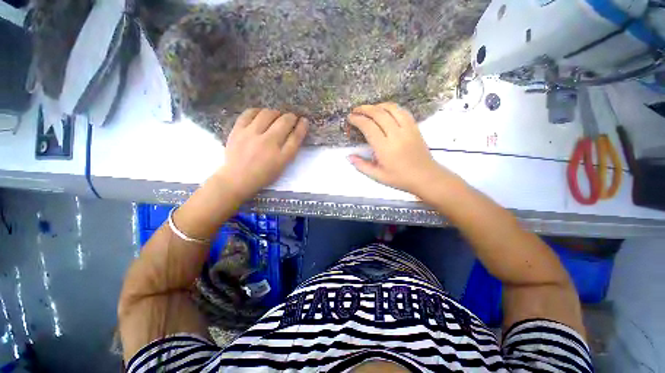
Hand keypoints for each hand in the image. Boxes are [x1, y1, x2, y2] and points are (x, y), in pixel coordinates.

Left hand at [215, 108, 307, 200]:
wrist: (237, 179)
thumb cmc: (263, 175)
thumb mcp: (281, 166)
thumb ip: (289, 150)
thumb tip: (294, 131)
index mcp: (281, 156)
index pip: (296, 136)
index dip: (302, 126)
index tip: (304, 120)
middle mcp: (268, 143)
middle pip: (284, 122)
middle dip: (291, 117)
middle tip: (291, 118)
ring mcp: (251, 135)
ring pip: (268, 114)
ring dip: (276, 113)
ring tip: (276, 117)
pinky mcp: (238, 130)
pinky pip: (249, 113)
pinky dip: (258, 111)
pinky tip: (260, 115)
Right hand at [348, 103, 453, 196]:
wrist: (425, 177)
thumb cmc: (400, 178)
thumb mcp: (378, 176)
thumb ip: (362, 165)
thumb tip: (349, 157)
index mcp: (385, 148)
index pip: (368, 126)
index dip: (357, 119)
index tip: (350, 118)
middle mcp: (396, 135)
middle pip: (378, 114)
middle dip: (364, 109)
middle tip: (356, 110)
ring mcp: (407, 129)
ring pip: (391, 109)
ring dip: (378, 106)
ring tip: (369, 109)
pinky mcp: (415, 127)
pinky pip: (402, 112)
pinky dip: (391, 108)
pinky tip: (385, 111)